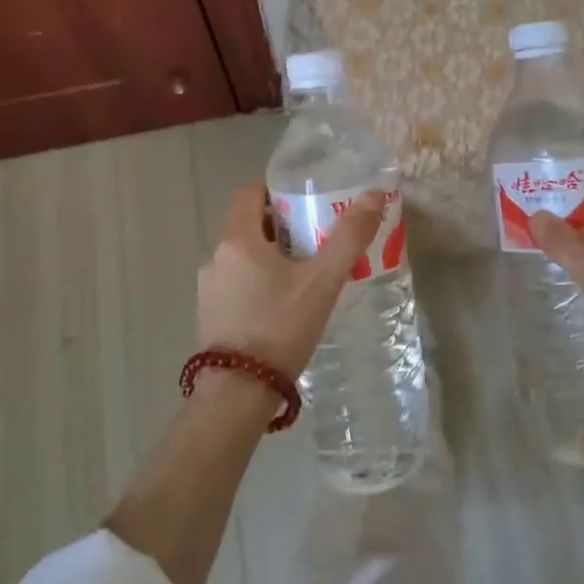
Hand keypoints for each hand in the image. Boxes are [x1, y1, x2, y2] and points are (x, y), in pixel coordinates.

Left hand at [197, 184, 387, 376]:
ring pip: (243, 258)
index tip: (304, 199)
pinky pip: (236, 285)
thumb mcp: (323, 281)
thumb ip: (349, 236)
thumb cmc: (280, 326)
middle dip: (281, 227)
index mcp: (238, 241)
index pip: (249, 194)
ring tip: (305, 275)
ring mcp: (209, 290)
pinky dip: (258, 284)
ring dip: (270, 258)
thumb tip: (375, 195)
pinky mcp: (209, 317)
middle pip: (249, 227)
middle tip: (316, 238)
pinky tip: (283, 307)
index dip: (275, 190)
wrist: (238, 393)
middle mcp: (216, 258)